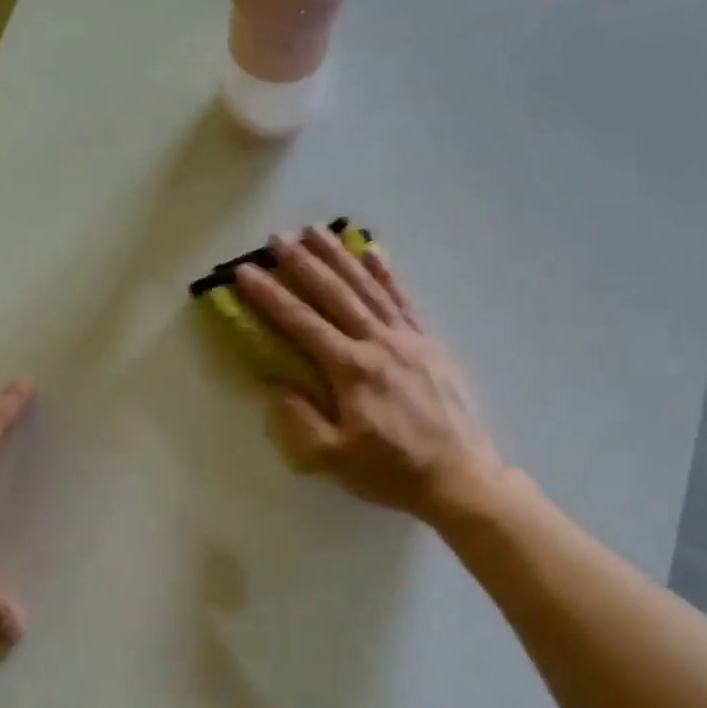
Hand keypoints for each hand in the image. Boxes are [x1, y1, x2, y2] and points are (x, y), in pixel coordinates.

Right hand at [235, 228, 501, 520]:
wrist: (459, 476)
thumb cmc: (392, 471)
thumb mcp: (335, 459)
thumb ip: (301, 422)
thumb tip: (277, 387)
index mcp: (351, 370)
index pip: (302, 324)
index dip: (271, 296)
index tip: (246, 272)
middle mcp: (379, 343)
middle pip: (335, 293)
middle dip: (302, 263)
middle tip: (276, 237)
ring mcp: (408, 338)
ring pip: (368, 287)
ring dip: (340, 257)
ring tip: (316, 230)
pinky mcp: (429, 343)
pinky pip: (404, 300)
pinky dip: (386, 274)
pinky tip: (374, 252)